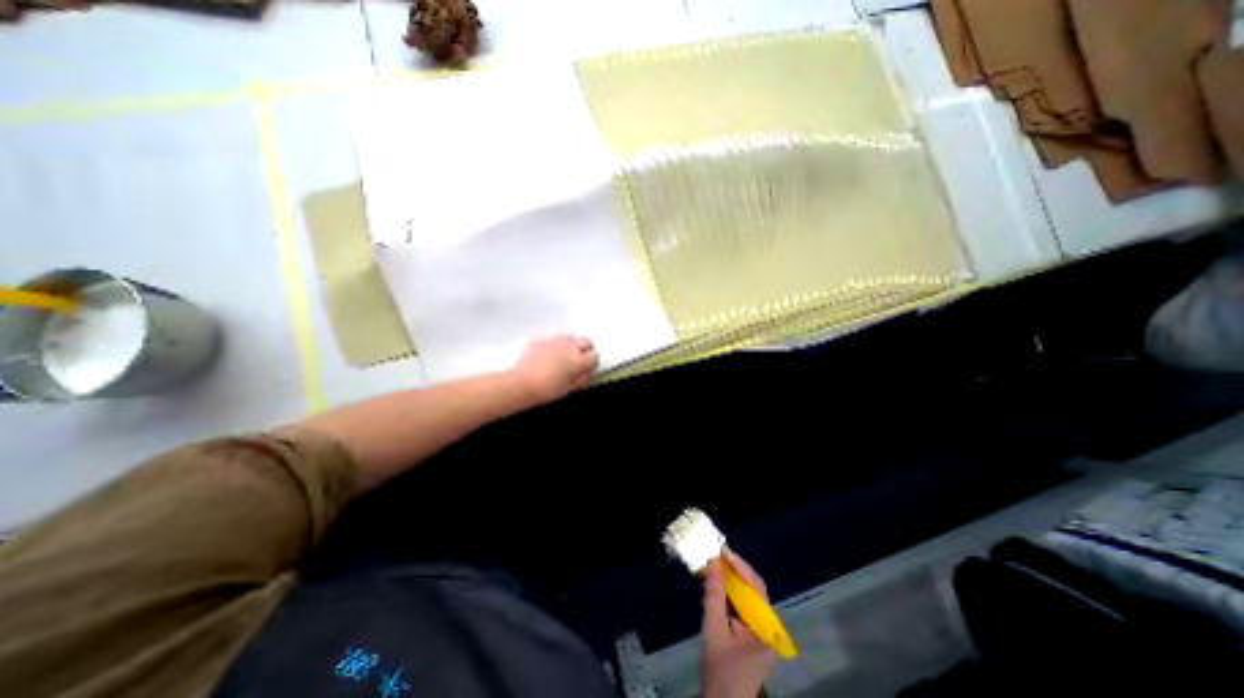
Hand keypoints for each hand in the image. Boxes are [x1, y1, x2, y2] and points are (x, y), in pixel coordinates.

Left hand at [511, 336, 596, 402]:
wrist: (521, 385)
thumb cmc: (546, 391)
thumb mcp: (570, 389)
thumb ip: (582, 378)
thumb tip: (586, 373)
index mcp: (579, 361)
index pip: (594, 356)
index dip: (592, 362)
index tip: (588, 367)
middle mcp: (569, 347)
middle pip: (585, 341)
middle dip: (585, 349)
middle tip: (580, 359)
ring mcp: (554, 342)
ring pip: (569, 337)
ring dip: (570, 344)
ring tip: (563, 355)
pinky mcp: (540, 341)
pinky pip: (551, 339)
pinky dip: (552, 345)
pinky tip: (547, 355)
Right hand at [703, 548, 775, 697]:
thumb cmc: (720, 671)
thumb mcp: (714, 629)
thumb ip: (714, 594)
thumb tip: (713, 561)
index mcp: (766, 628)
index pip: (756, 585)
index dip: (739, 565)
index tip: (721, 550)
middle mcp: (769, 627)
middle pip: (753, 589)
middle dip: (734, 571)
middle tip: (714, 556)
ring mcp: (763, 632)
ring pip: (748, 597)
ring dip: (730, 582)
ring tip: (712, 568)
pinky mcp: (754, 636)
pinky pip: (744, 607)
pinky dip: (730, 596)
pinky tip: (715, 589)